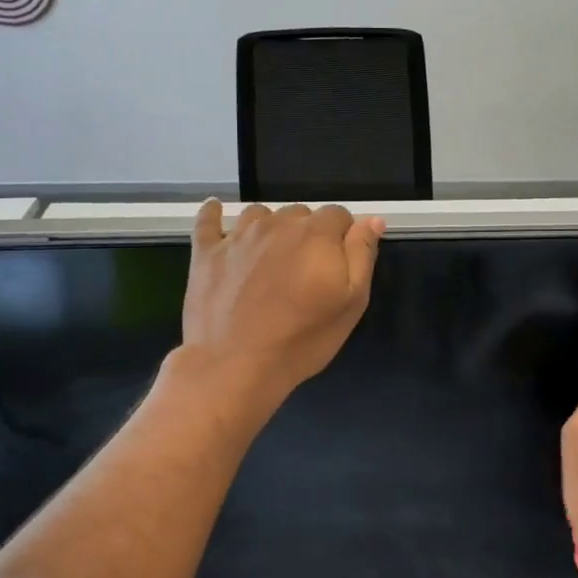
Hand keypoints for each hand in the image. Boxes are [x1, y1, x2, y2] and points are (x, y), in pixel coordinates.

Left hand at [179, 200, 383, 410]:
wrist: (235, 365)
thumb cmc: (302, 339)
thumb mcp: (350, 303)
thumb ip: (361, 255)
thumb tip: (371, 220)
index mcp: (317, 234)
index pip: (339, 215)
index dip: (343, 237)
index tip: (339, 265)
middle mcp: (278, 223)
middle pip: (300, 214)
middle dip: (308, 234)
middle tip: (305, 272)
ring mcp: (238, 235)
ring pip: (261, 215)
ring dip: (271, 228)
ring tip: (270, 259)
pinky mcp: (206, 251)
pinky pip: (209, 219)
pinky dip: (215, 214)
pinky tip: (218, 212)